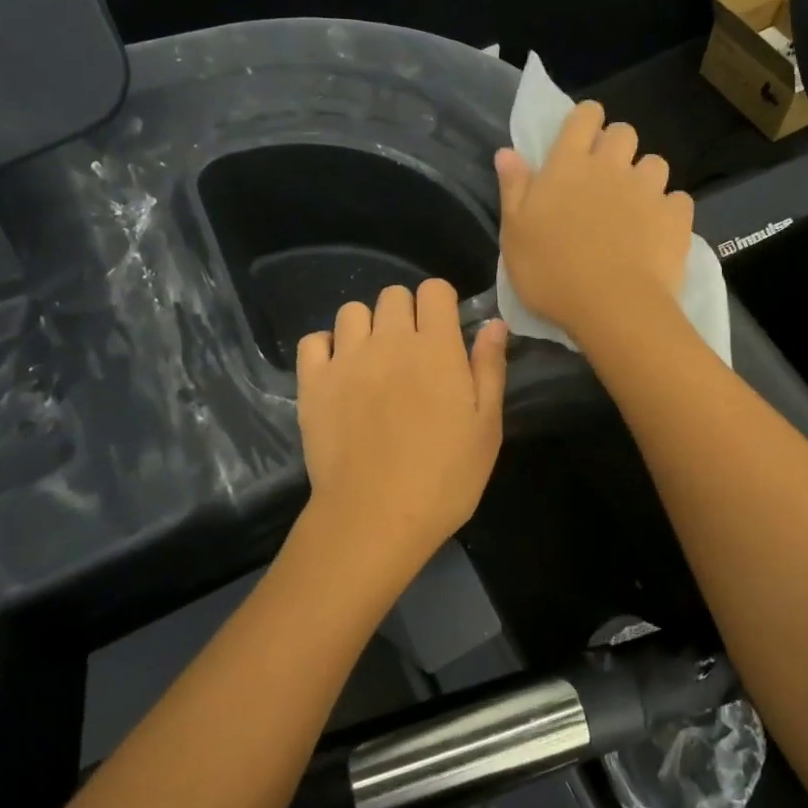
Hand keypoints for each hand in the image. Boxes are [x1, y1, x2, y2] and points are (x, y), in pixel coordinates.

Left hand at [296, 280, 508, 571]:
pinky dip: (326, 349)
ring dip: (367, 328)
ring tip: (374, 363)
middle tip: (413, 355)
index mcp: (436, 348)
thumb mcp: (486, 428)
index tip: (445, 332)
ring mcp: (346, 359)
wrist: (375, 517)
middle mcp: (389, 341)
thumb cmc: (444, 478)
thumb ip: (490, 368)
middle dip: (406, 314)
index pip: (434, 290)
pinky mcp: (313, 383)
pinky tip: (339, 374)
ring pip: (352, 311)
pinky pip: (313, 341)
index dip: (442, 304)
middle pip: (393, 295)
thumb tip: (494, 323)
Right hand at [497, 100, 692, 344]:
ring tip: (635, 207)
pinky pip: (678, 200)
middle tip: (605, 178)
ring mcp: (647, 190)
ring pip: (655, 163)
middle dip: (617, 146)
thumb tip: (507, 151)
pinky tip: (658, 232)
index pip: (584, 117)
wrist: (611, 307)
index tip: (582, 138)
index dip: (586, 120)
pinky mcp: (676, 216)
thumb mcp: (514, 234)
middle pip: (624, 132)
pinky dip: (669, 211)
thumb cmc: (551, 273)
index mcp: (567, 166)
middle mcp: (610, 167)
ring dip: (645, 178)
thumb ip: (513, 189)